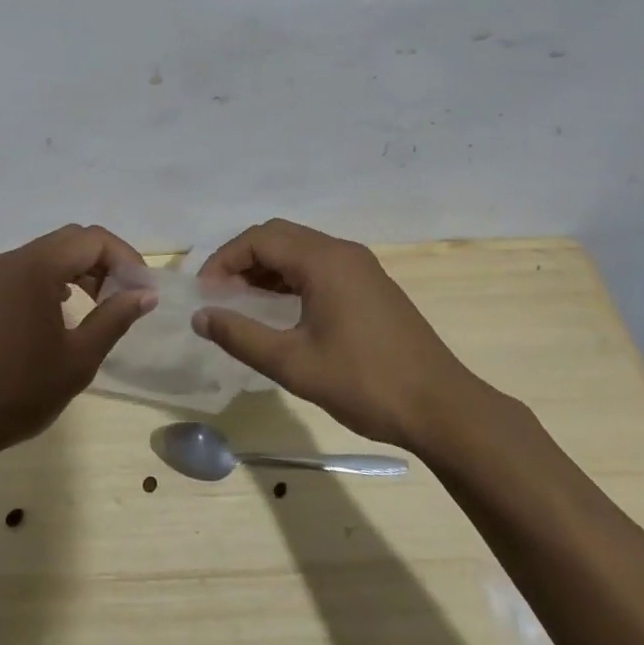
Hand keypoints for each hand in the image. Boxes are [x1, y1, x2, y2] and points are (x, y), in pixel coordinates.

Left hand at [0, 224, 156, 469]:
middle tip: (126, 297)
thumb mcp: (79, 358)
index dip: (126, 259)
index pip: (94, 240)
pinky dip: (58, 279)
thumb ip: (115, 318)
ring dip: (82, 270)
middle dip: (106, 262)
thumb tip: (145, 293)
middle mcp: (14, 260)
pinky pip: (31, 270)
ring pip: (51, 253)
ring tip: (102, 306)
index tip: (144, 291)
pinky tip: (67, 311)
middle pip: (72, 240)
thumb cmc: (21, 391)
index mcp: (37, 267)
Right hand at [193, 219, 486, 454]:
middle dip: (242, 259)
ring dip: (266, 267)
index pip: (259, 240)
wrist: (442, 408)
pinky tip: (281, 308)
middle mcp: (342, 252)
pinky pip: (319, 264)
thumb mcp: (293, 364)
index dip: (224, 260)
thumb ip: (241, 336)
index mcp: (323, 261)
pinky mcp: (371, 284)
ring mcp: (361, 266)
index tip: (205, 294)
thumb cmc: (364, 383)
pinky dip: (291, 276)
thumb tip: (200, 317)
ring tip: (243, 301)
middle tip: (220, 294)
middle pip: (278, 235)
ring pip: (299, 249)